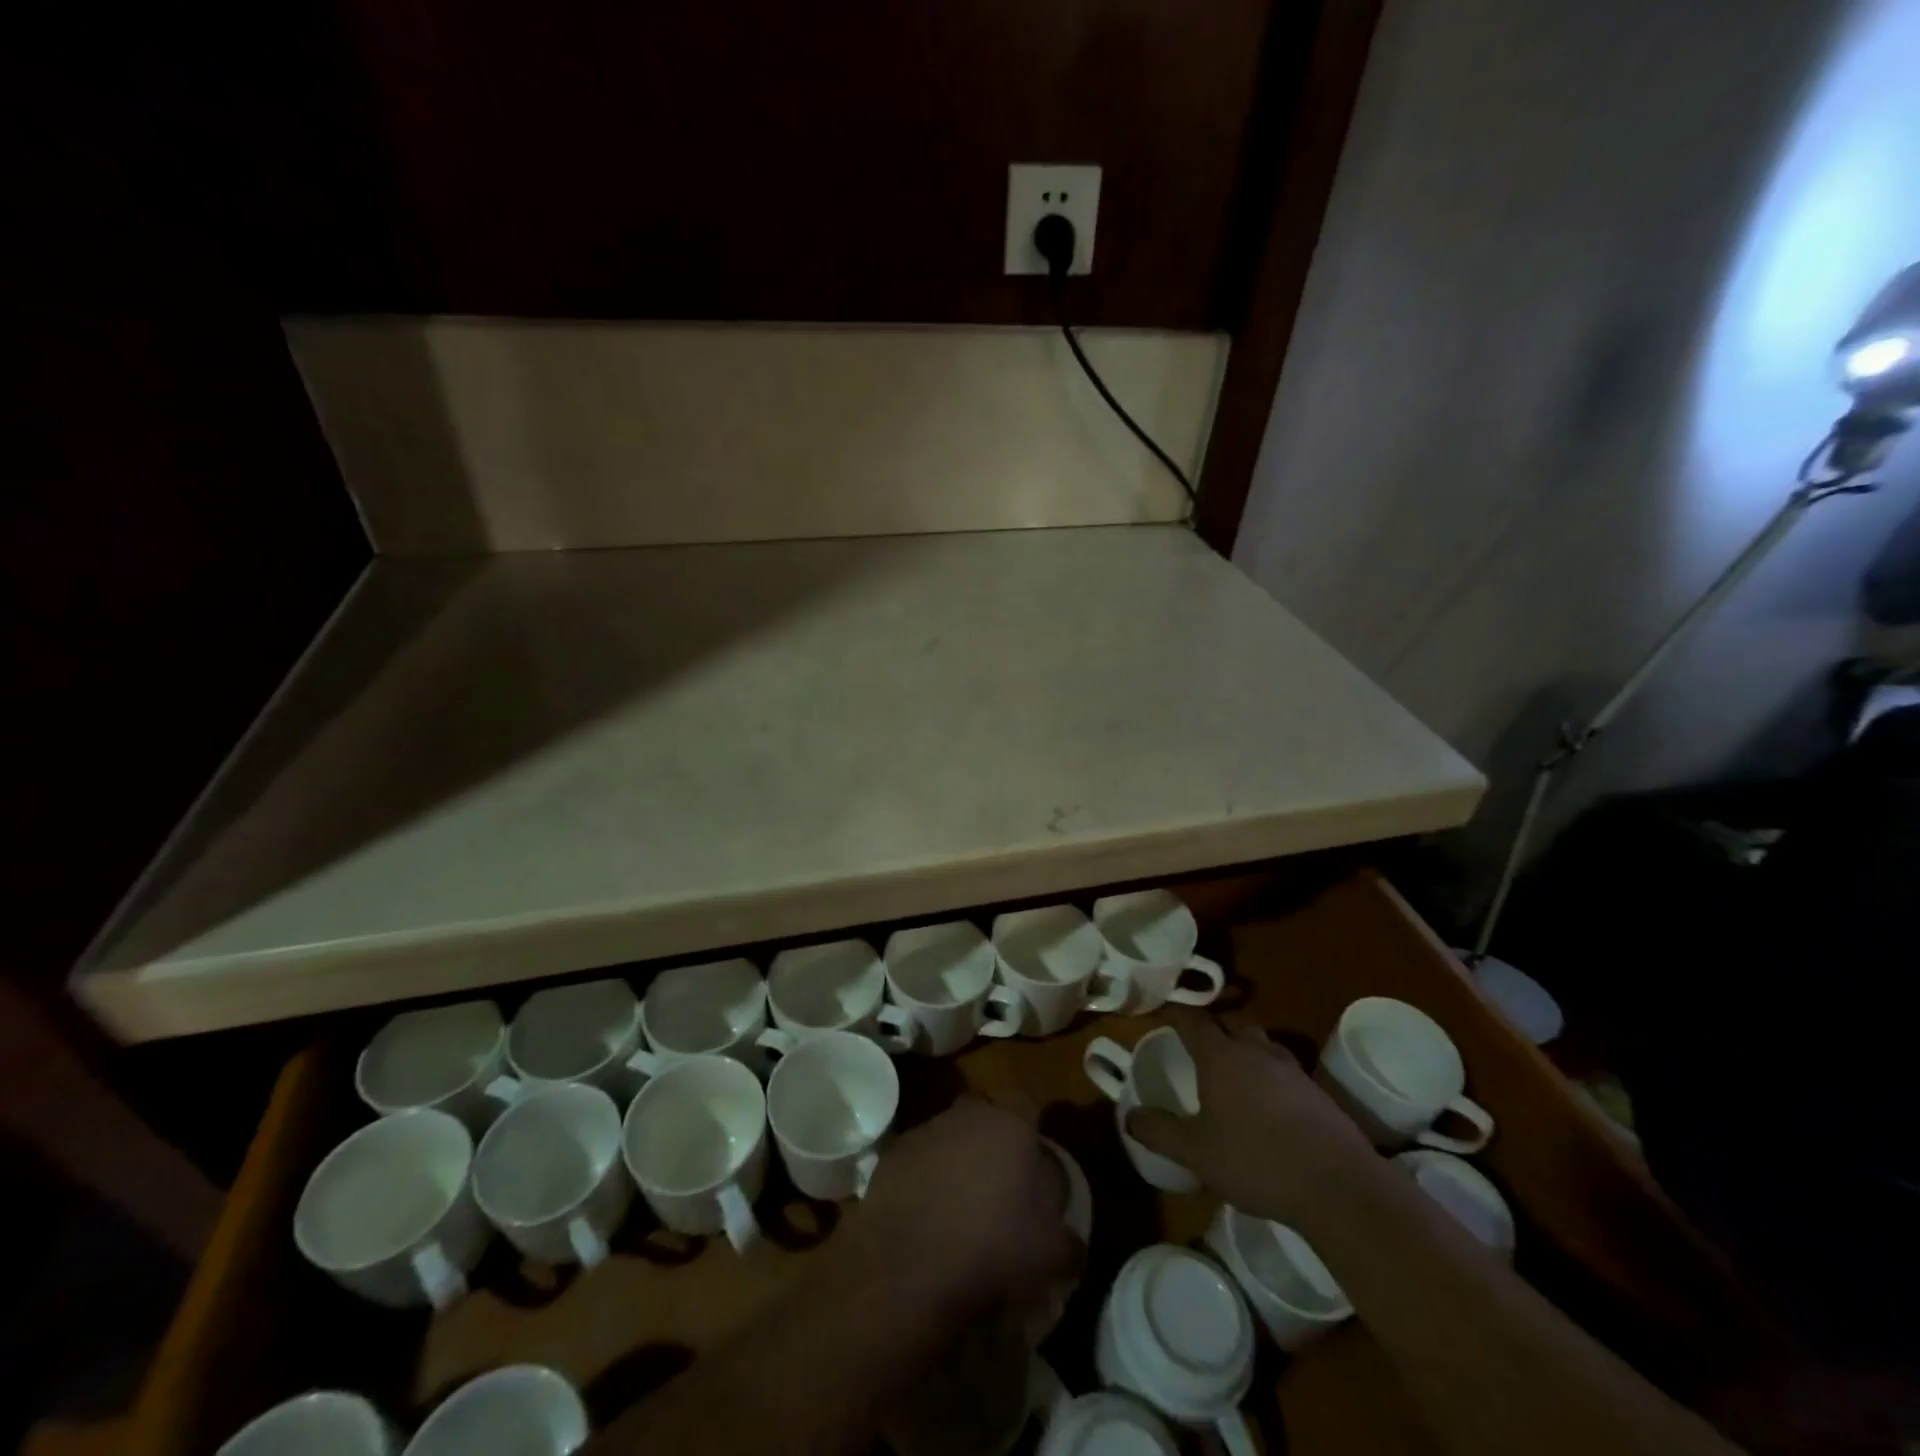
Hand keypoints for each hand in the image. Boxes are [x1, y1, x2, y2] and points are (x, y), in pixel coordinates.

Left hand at [855, 1099, 1080, 1320]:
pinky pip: (918, 1157)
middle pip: (984, 1111)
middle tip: (999, 1179)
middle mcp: (967, 1116)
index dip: (1032, 1125)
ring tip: (960, 1202)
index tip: (1034, 1156)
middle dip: (992, 1136)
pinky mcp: (893, 1154)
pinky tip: (927, 1213)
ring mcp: (926, 1131)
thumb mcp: (1048, 1256)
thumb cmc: (991, 1250)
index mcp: (1010, 1126)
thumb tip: (1074, 1242)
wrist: (909, 1269)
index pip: (1026, 1102)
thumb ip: (1069, 1242)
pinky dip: (924, 1176)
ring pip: (949, 1132)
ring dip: (956, 1156)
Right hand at [1126, 1008, 1379, 1228]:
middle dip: (1212, 1032)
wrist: (1338, 1187)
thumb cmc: (1256, 1160)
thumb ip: (1160, 1131)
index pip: (1193, 1021)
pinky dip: (1270, 1077)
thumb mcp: (1196, 1153)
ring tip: (1233, 1077)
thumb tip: (1129, 1115)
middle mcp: (1254, 1050)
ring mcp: (1291, 1068)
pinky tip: (1269, 1107)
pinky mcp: (1318, 1091)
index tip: (1165, 1019)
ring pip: (1260, 1044)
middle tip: (1197, 1050)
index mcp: (1220, 1056)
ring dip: (1244, 1051)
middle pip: (1230, 1025)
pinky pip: (1284, 1070)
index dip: (1177, 1016)